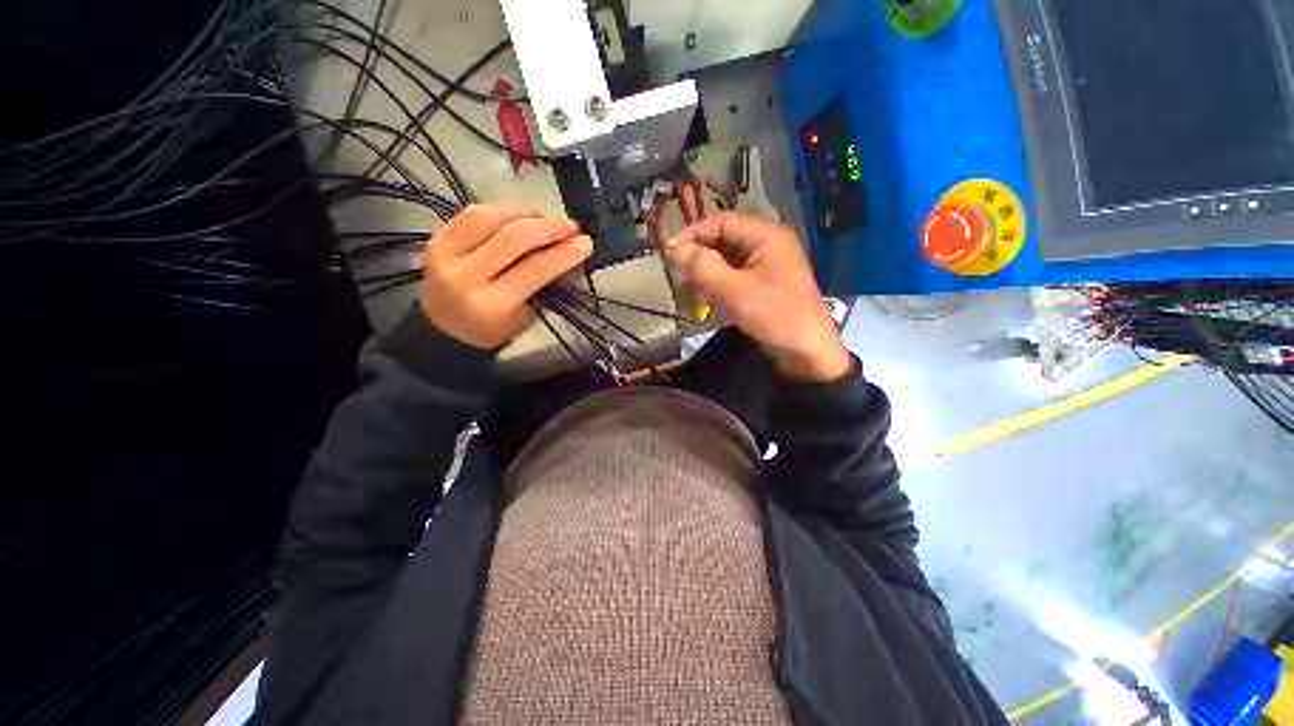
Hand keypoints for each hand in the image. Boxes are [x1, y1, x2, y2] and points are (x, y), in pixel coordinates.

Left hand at [420, 204, 591, 349]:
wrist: (444, 330)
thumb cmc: (493, 330)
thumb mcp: (526, 315)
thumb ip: (545, 284)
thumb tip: (569, 252)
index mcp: (490, 303)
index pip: (533, 269)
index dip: (563, 253)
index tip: (586, 242)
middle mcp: (463, 275)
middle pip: (512, 238)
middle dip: (548, 227)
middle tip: (571, 226)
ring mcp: (443, 253)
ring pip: (489, 217)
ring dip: (524, 213)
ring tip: (545, 219)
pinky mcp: (435, 238)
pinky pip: (472, 213)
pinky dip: (501, 210)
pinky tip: (518, 216)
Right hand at [666, 212, 850, 382]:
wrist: (807, 351)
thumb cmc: (775, 316)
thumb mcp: (736, 291)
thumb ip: (704, 267)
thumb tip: (676, 250)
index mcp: (766, 236)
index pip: (722, 221)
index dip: (694, 234)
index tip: (670, 252)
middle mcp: (767, 244)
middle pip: (724, 240)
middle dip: (700, 258)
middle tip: (682, 278)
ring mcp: (766, 265)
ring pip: (727, 260)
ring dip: (708, 274)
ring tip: (697, 294)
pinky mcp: (763, 284)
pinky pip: (735, 276)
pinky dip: (719, 285)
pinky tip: (710, 300)